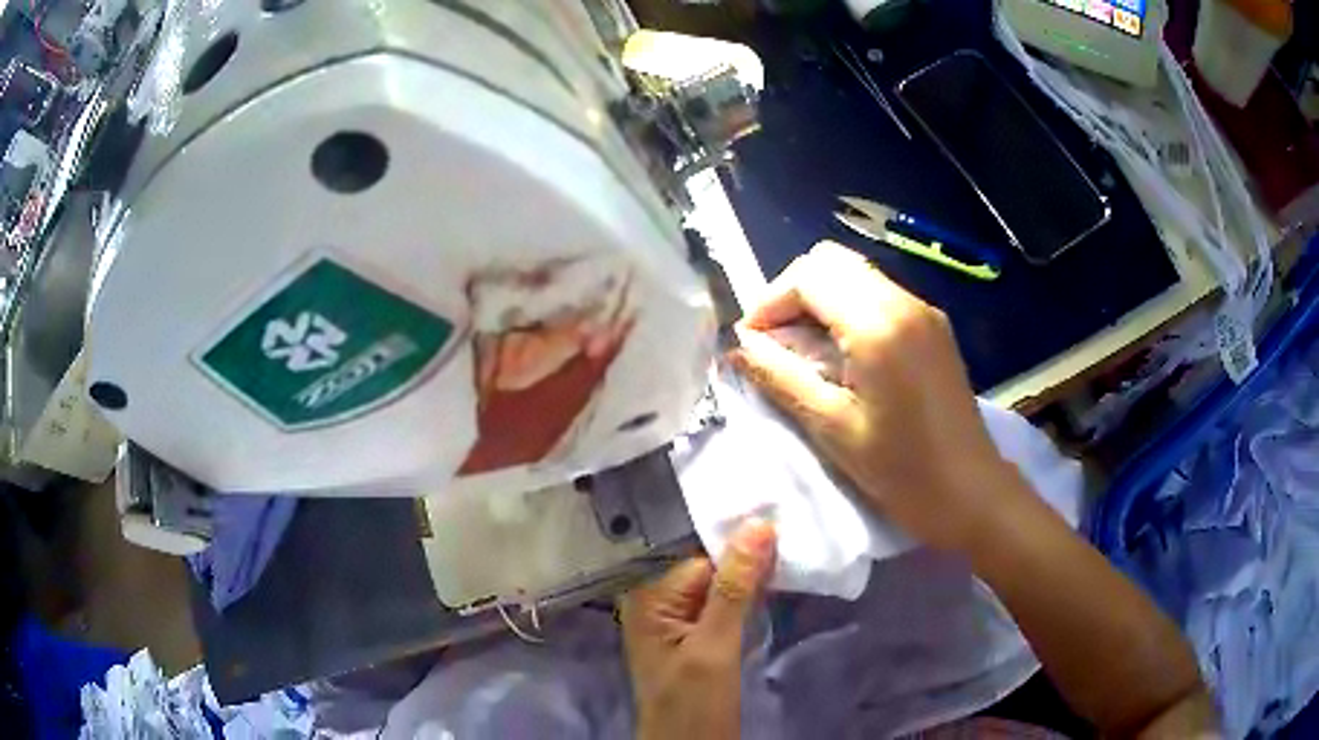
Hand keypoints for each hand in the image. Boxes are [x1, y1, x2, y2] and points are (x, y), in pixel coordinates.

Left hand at [619, 520, 775, 739]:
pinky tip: (775, 587)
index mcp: (649, 598)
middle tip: (794, 538)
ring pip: (721, 587)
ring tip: (791, 556)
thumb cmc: (693, 704)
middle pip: (710, 569)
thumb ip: (733, 588)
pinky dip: (749, 599)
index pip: (703, 557)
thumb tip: (757, 524)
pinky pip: (724, 606)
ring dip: (753, 578)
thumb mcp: (714, 647)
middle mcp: (658, 603)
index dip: (743, 546)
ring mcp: (678, 622)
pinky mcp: (697, 638)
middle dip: (749, 559)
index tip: (784, 528)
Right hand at [729, 241, 1015, 551]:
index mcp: (879, 325)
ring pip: (855, 274)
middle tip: (774, 343)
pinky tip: (841, 354)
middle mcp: (904, 302)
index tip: (752, 342)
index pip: (809, 275)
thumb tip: (739, 345)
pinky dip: (847, 309)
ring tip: (803, 351)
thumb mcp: (832, 427)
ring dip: (819, 300)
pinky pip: (878, 295)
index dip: (770, 300)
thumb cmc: (901, 471)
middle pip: (832, 262)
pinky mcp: (933, 326)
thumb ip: (781, 377)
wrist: (971, 492)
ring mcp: (923, 311)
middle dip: (792, 293)